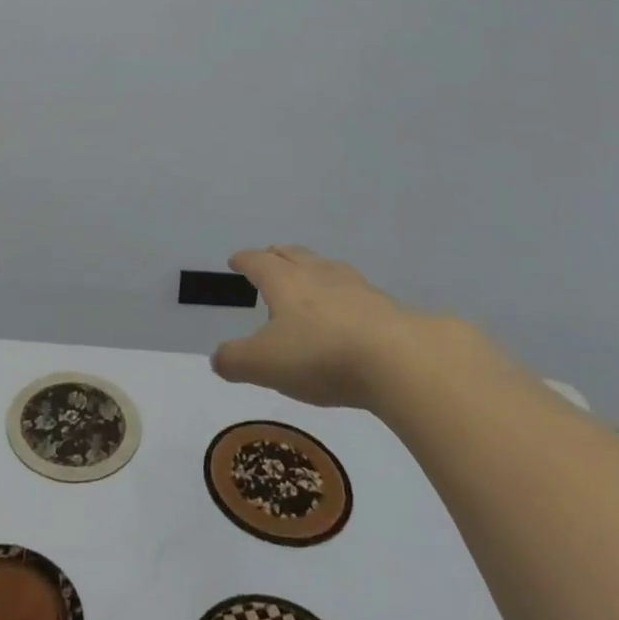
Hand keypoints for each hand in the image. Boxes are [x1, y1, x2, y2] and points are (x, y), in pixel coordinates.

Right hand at [212, 245, 469, 412]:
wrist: (400, 360)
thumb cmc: (321, 355)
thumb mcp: (263, 364)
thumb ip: (235, 360)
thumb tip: (218, 359)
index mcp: (284, 281)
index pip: (258, 261)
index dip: (244, 260)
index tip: (235, 260)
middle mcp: (317, 274)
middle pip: (294, 255)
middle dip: (277, 255)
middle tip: (269, 259)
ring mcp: (356, 287)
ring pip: (327, 267)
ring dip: (312, 269)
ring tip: (308, 278)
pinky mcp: (386, 307)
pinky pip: (356, 291)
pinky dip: (343, 294)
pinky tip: (347, 309)